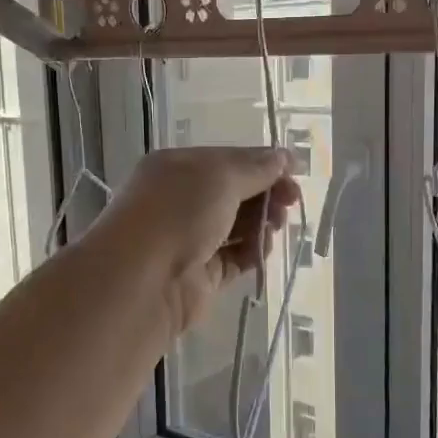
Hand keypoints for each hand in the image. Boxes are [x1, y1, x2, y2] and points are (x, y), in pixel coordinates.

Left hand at [96, 147, 301, 336]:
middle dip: (267, 194)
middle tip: (291, 201)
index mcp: (179, 167)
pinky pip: (236, 258)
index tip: (295, 172)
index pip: (229, 160)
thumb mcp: (220, 176)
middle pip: (236, 193)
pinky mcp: (202, 274)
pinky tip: (263, 248)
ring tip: (275, 226)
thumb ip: (256, 167)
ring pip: (238, 226)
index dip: (264, 163)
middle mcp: (182, 201)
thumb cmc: (178, 212)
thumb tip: (283, 158)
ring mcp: (191, 239)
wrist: (142, 279)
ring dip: (262, 223)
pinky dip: (253, 251)